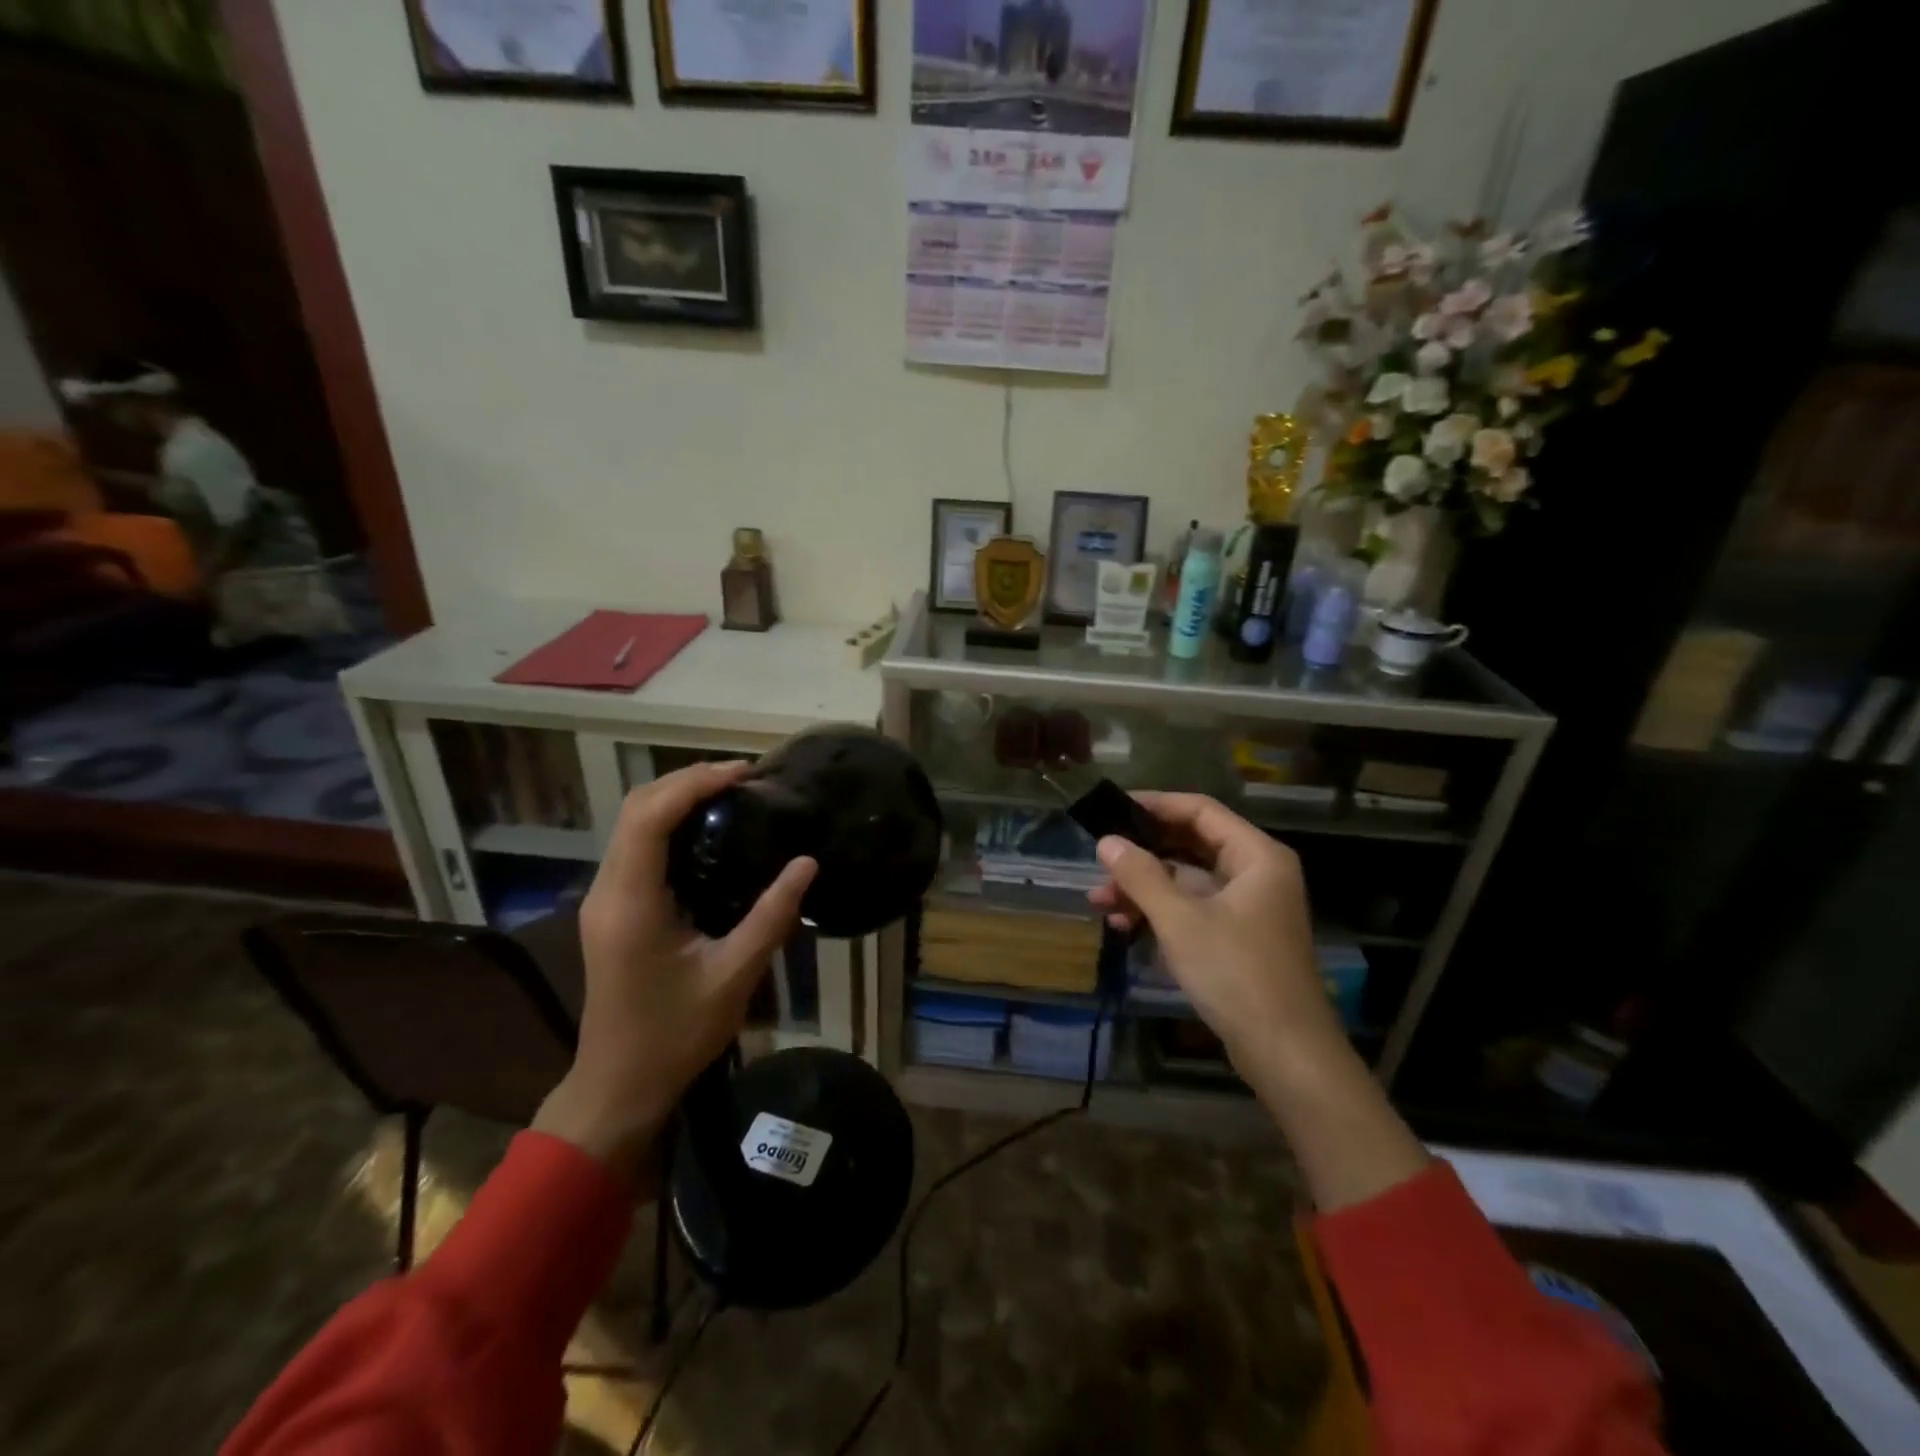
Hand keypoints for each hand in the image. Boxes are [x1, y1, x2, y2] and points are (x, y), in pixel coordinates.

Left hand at [533, 761, 815, 1178]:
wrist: (619, 1085)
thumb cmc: (674, 1035)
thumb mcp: (733, 976)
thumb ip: (771, 916)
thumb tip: (807, 863)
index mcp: (630, 903)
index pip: (650, 817)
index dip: (694, 784)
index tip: (743, 774)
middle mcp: (608, 891)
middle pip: (637, 809)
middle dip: (687, 781)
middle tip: (744, 780)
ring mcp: (605, 899)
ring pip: (634, 824)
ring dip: (677, 799)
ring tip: (732, 794)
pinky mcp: (613, 909)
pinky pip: (637, 847)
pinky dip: (670, 824)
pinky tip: (709, 831)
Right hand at [1088, 792, 1345, 1071]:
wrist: (1285, 1053)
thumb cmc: (1236, 973)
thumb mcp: (1180, 920)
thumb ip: (1140, 875)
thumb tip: (1107, 841)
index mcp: (1256, 856)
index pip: (1200, 811)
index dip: (1155, 805)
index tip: (1112, 808)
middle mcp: (1256, 873)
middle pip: (1190, 845)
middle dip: (1142, 855)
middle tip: (1100, 861)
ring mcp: (1247, 907)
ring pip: (1186, 881)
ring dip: (1143, 889)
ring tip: (1099, 903)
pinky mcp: (1237, 938)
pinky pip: (1192, 910)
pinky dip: (1159, 913)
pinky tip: (1124, 926)